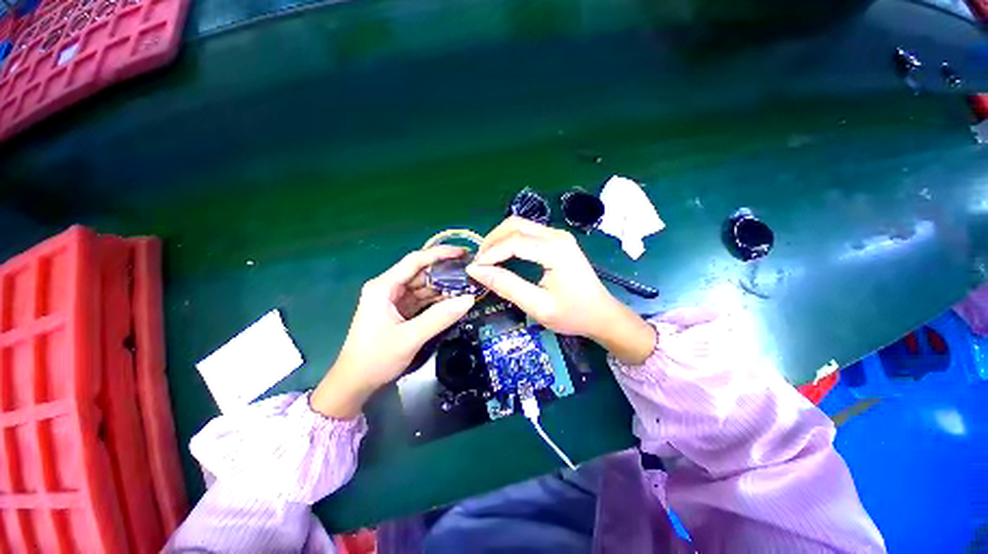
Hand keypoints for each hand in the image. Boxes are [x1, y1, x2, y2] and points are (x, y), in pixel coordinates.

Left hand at [312, 247, 475, 417]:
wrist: (355, 383)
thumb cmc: (376, 358)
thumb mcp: (410, 337)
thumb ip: (440, 317)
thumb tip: (469, 299)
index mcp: (384, 287)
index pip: (415, 261)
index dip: (440, 254)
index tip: (462, 253)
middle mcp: (388, 288)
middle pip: (421, 274)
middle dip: (445, 273)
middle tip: (470, 273)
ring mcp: (394, 300)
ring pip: (423, 288)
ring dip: (443, 288)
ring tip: (467, 286)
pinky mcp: (399, 311)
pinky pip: (422, 301)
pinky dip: (437, 301)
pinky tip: (454, 302)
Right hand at [466, 217, 655, 364]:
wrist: (602, 315)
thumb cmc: (573, 314)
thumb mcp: (538, 306)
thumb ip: (507, 286)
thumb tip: (476, 271)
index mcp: (556, 250)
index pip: (514, 242)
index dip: (490, 254)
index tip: (473, 269)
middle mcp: (557, 235)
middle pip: (514, 225)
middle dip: (492, 241)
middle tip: (479, 263)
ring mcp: (558, 235)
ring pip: (520, 225)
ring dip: (499, 238)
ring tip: (487, 260)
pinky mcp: (558, 240)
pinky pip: (527, 232)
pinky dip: (510, 240)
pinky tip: (503, 256)